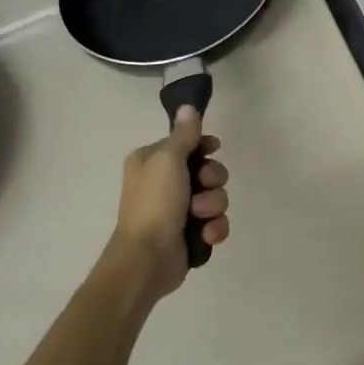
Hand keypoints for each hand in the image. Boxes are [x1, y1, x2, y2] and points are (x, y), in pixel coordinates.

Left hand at [108, 107, 230, 296]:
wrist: (147, 258)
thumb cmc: (154, 203)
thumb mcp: (167, 160)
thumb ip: (183, 134)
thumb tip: (188, 106)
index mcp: (152, 161)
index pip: (188, 143)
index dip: (204, 147)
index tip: (213, 149)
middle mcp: (165, 183)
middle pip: (208, 170)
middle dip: (212, 180)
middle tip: (201, 188)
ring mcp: (179, 210)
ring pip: (216, 197)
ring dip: (213, 207)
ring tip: (198, 218)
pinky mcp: (191, 233)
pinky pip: (216, 223)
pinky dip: (214, 229)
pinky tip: (206, 235)